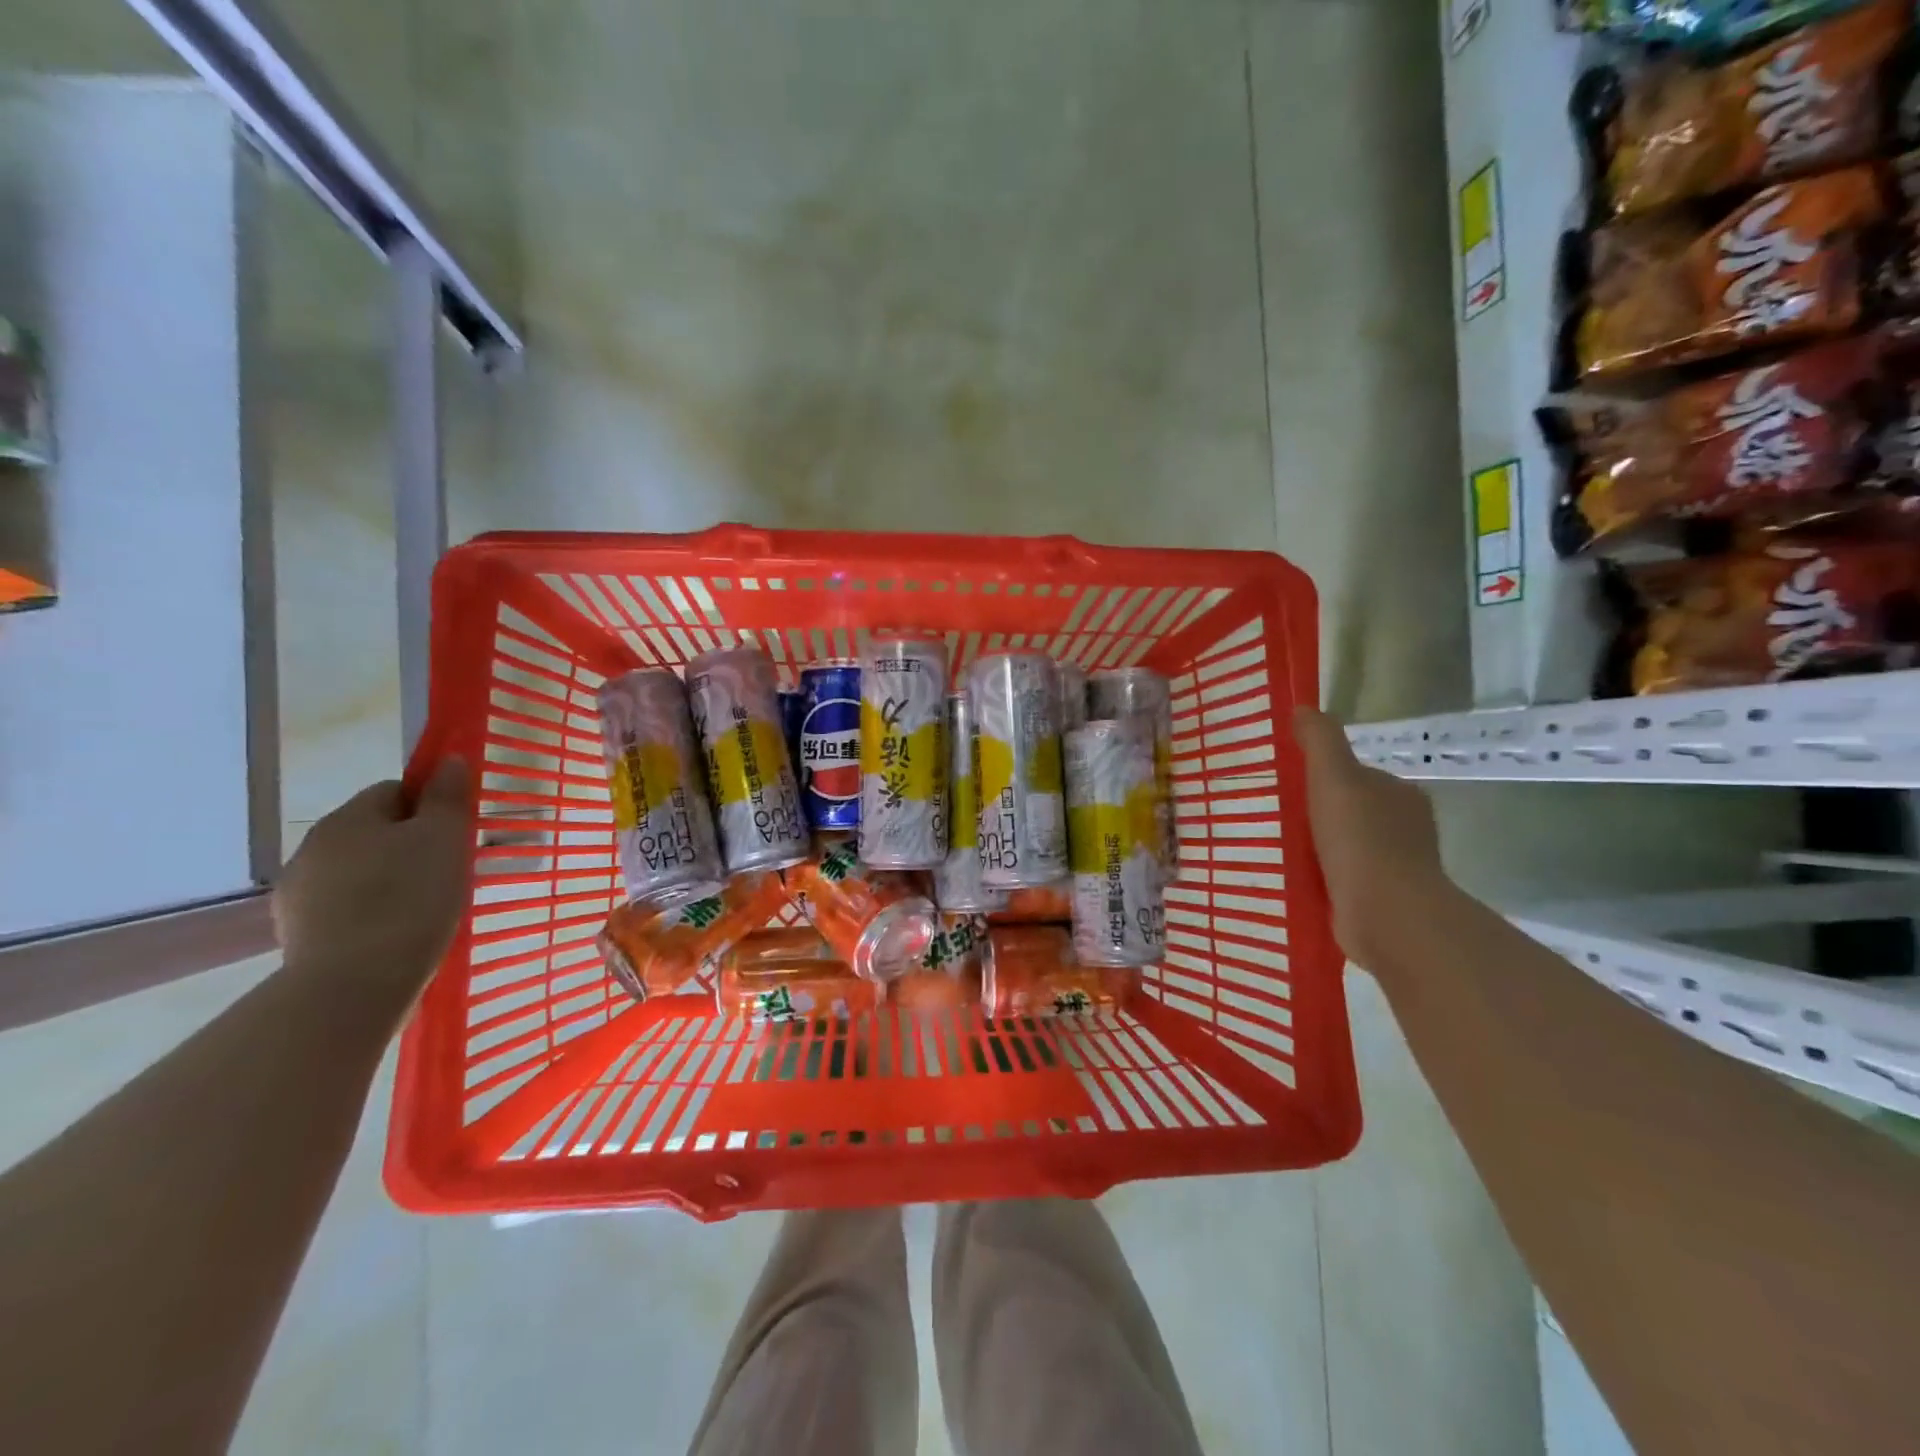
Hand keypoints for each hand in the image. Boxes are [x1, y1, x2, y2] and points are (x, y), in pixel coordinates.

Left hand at [273, 760, 472, 1011]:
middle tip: (447, 873)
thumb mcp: (444, 839)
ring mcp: (297, 895)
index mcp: (347, 818)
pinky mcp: (297, 936)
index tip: (455, 835)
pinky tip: (394, 936)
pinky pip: (344, 910)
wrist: (354, 985)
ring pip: (356, 872)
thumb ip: (446, 797)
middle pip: (372, 832)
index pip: (393, 791)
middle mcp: (312, 849)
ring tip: (423, 910)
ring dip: (386, 881)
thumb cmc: (410, 899)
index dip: (429, 806)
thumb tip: (446, 760)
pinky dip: (369, 916)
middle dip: (407, 846)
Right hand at [1293, 708, 1448, 969]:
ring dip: (1319, 849)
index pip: (1357, 776)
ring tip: (1280, 852)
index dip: (1324, 778)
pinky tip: (1297, 881)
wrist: (1387, 915)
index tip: (1291, 788)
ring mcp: (1397, 867)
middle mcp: (1405, 827)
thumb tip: (1304, 707)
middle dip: (1318, 815)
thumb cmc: (1360, 839)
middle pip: (1350, 811)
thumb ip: (1320, 741)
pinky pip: (1344, 880)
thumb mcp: (1334, 777)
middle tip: (1277, 820)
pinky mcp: (1383, 901)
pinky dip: (1323, 879)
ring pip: (1347, 847)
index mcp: (1400, 794)